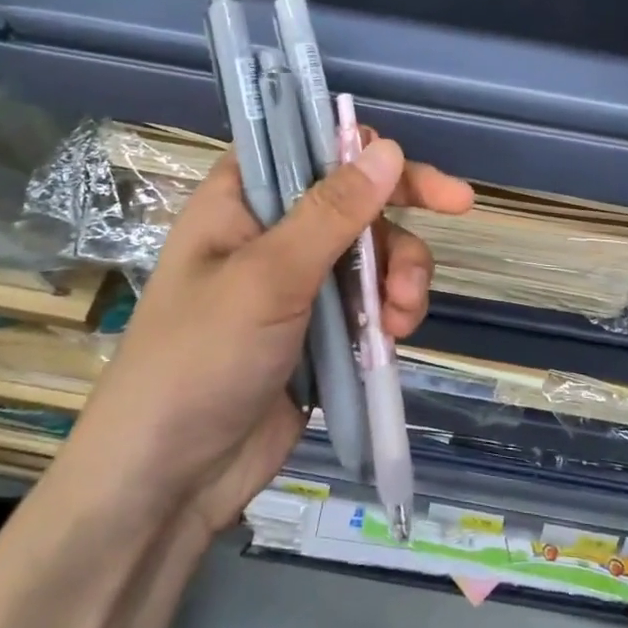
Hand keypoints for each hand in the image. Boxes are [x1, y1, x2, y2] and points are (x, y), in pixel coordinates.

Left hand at [62, 135, 472, 544]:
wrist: (170, 482)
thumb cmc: (200, 360)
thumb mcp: (267, 277)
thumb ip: (332, 212)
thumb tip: (387, 148)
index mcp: (241, 200)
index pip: (307, 145)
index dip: (360, 146)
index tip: (407, 166)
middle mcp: (272, 232)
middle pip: (354, 197)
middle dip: (399, 213)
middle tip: (458, 207)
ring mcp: (299, 284)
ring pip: (373, 252)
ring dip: (401, 273)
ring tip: (402, 315)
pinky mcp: (321, 331)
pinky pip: (372, 302)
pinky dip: (392, 312)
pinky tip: (395, 337)